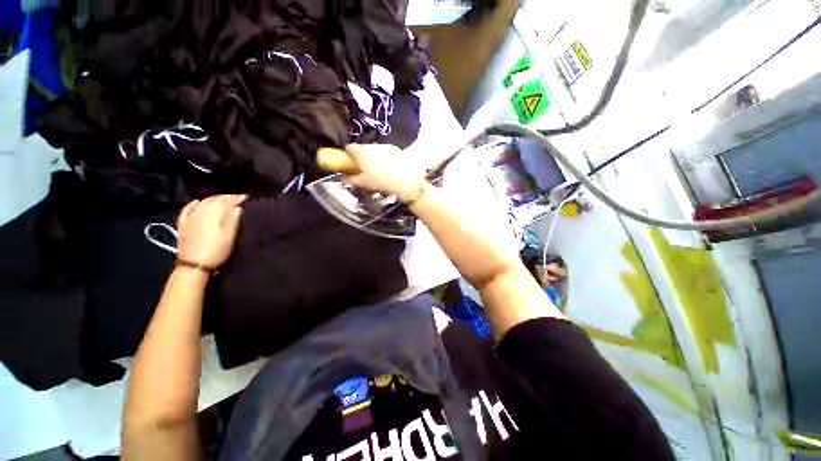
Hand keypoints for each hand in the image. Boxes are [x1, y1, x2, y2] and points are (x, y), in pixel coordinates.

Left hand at [176, 195, 246, 268]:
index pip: (228, 201)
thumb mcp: (230, 236)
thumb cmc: (217, 250)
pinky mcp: (183, 223)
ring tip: (223, 199)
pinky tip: (198, 201)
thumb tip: (238, 206)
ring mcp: (190, 216)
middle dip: (227, 197)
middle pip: (215, 199)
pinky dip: (194, 203)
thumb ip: (233, 219)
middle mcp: (201, 211)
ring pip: (203, 201)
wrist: (194, 264)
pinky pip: (188, 208)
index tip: (247, 197)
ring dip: (214, 198)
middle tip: (237, 198)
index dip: (238, 198)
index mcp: (214, 213)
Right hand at [326, 144, 427, 202]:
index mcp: (361, 152)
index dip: (347, 155)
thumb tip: (343, 178)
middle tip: (364, 169)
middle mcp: (371, 146)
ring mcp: (384, 146)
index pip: (348, 148)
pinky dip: (384, 158)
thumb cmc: (380, 181)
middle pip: (362, 149)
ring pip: (374, 150)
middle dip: (361, 157)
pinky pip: (385, 152)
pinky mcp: (395, 149)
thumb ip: (350, 179)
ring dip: (373, 157)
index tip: (349, 163)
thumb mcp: (363, 183)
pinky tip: (388, 169)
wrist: (405, 180)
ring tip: (377, 170)